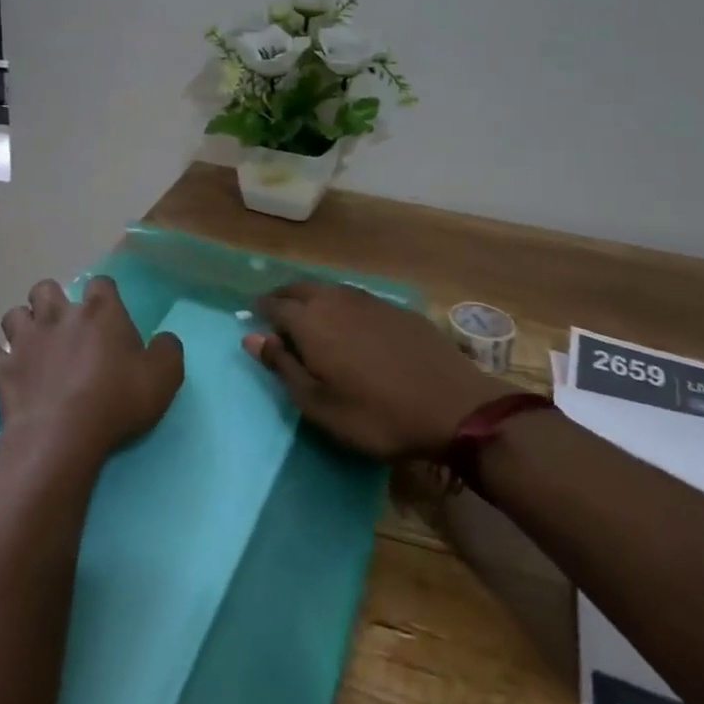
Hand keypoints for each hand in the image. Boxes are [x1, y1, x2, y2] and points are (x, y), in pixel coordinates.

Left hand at [0, 277, 183, 469]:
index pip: (102, 284)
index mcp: (100, 312)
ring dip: (23, 320)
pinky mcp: (0, 368)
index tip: (109, 311)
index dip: (105, 294)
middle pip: (49, 289)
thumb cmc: (116, 402)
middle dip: (54, 299)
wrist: (62, 435)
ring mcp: (25, 340)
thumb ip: (168, 351)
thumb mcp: (163, 377)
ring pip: (16, 313)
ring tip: (30, 335)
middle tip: (65, 323)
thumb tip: (165, 339)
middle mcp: (59, 316)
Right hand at [245, 282, 499, 459]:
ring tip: (308, 316)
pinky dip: (340, 303)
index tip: (253, 319)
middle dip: (283, 297)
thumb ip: (283, 366)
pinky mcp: (396, 308)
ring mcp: (369, 300)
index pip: (275, 305)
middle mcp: (336, 300)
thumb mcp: (319, 404)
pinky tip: (348, 321)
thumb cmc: (375, 414)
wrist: (452, 406)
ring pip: (329, 289)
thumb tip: (251, 337)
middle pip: (300, 288)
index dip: (261, 310)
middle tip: (276, 314)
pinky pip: (355, 296)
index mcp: (311, 321)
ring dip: (312, 297)